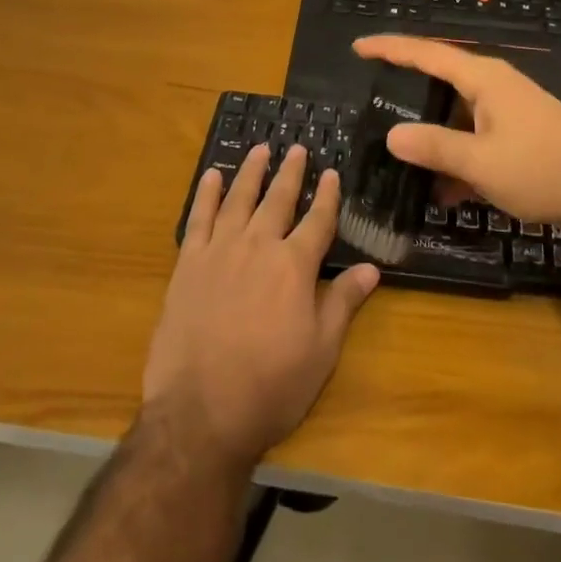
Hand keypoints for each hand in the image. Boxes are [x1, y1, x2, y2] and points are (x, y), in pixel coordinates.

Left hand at [143, 144, 379, 470]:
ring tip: (260, 149)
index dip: (326, 196)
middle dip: (290, 173)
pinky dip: (207, 194)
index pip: (317, 220)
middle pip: (278, 199)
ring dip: (251, 172)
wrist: (201, 412)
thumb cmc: (271, 386)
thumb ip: (343, 302)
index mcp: (294, 266)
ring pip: (239, 199)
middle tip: (297, 148)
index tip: (331, 172)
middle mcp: (259, 246)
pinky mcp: (189, 264)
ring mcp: (220, 251)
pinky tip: (212, 176)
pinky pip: (199, 218)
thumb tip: (371, 269)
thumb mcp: (321, 351)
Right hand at [352, 34, 560, 234]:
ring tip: (403, 155)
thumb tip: (392, 136)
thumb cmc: (543, 169)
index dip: (390, 48)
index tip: (358, 46)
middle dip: (408, 91)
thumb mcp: (481, 162)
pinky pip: (477, 134)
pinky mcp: (522, 131)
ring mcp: (511, 108)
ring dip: (434, 134)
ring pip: (458, 112)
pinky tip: (444, 190)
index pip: (427, 53)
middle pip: (441, 79)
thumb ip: (434, 147)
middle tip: (374, 100)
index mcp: (483, 79)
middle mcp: (495, 85)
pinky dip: (458, 154)